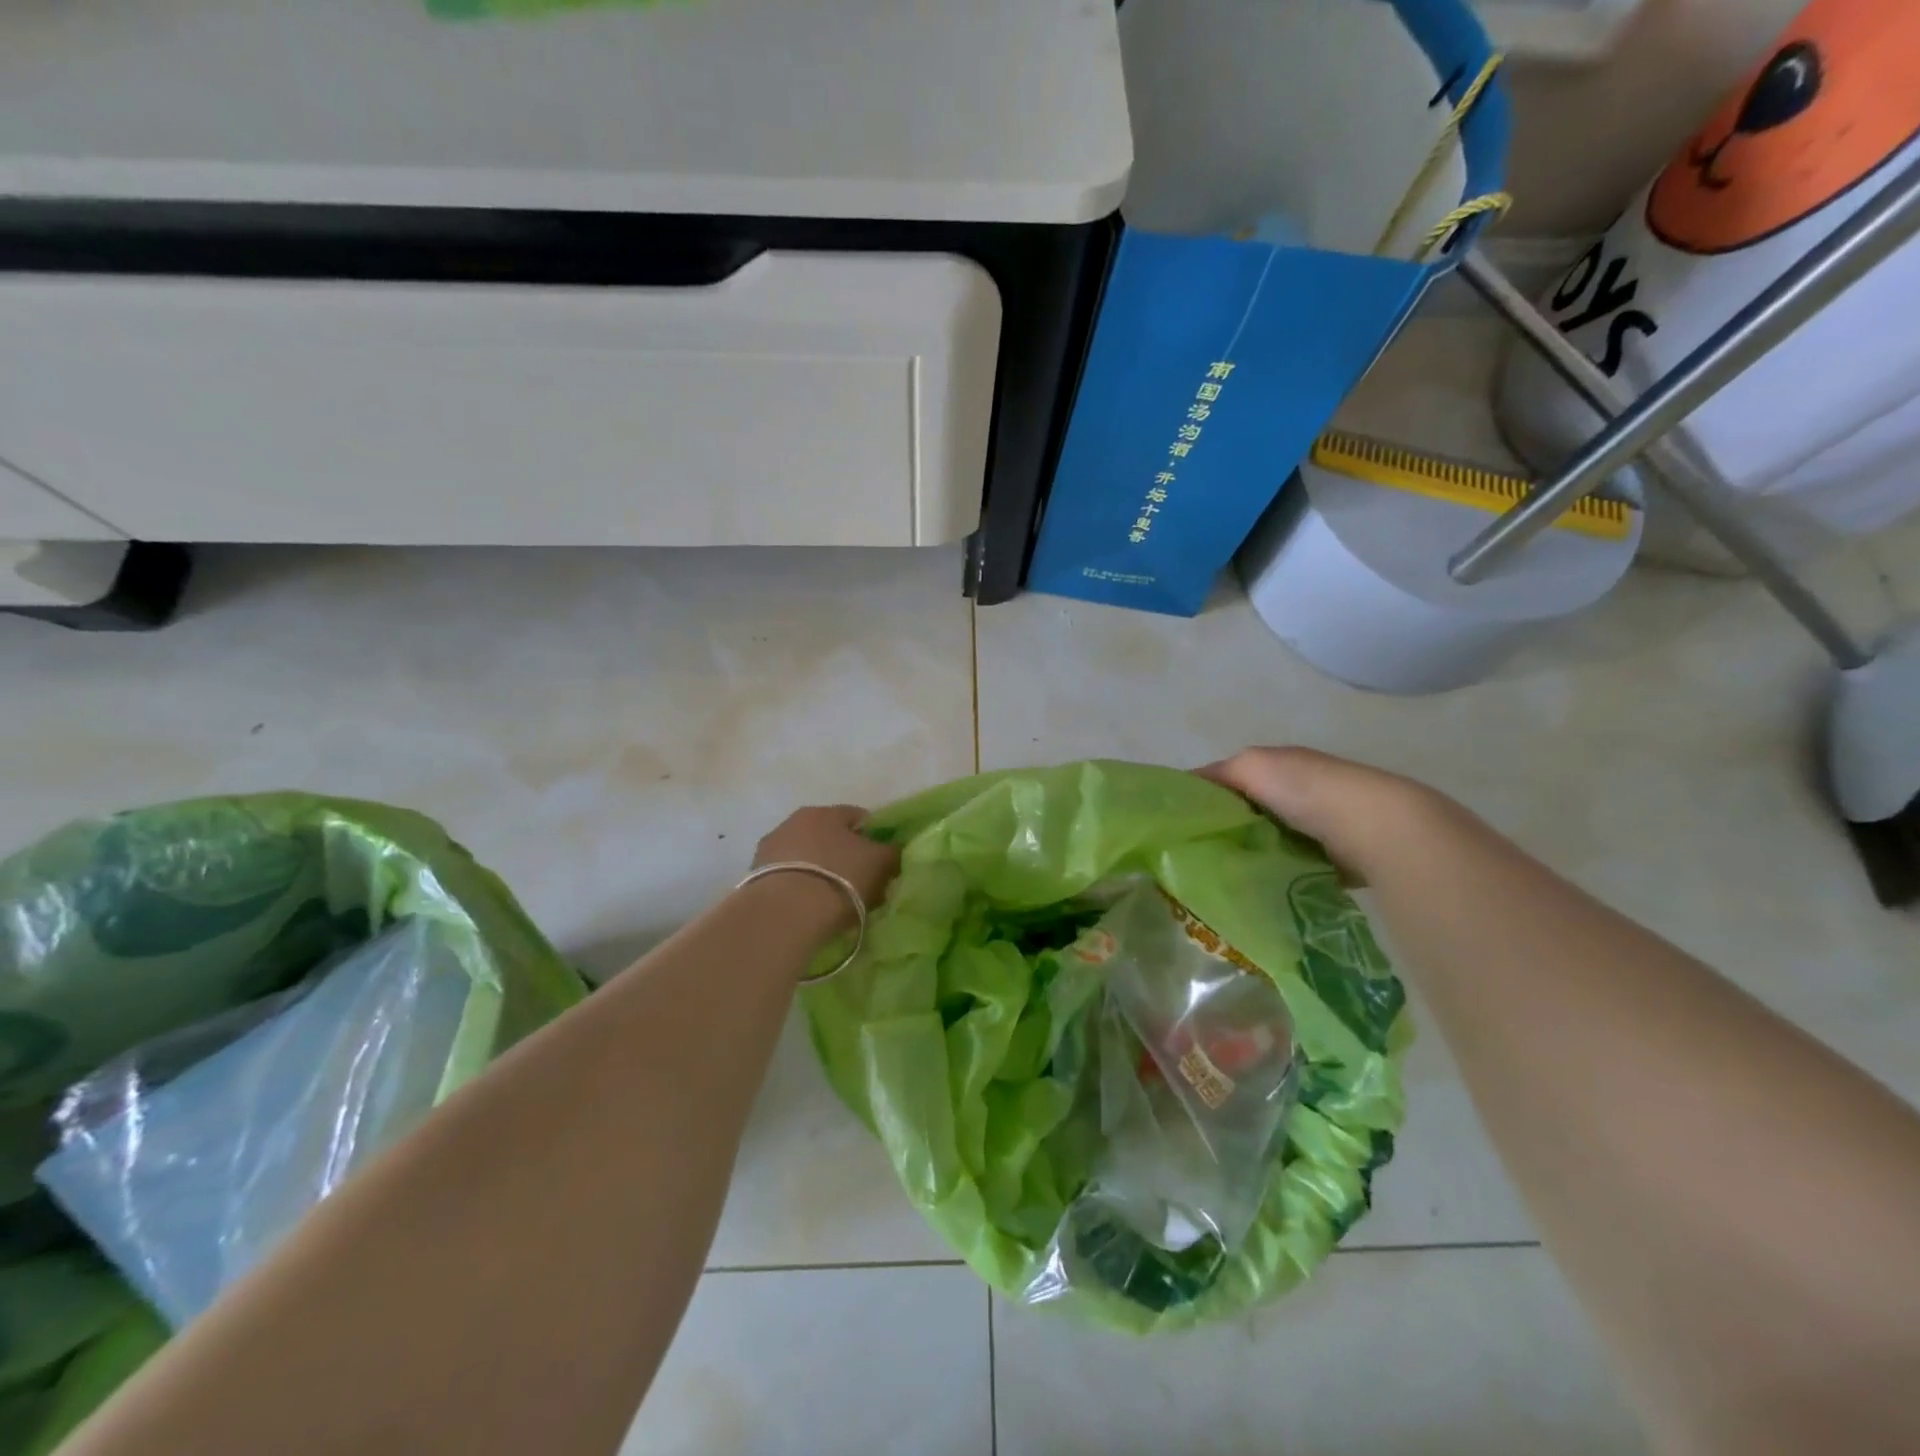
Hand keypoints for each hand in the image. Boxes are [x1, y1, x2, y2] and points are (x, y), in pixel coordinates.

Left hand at [752, 805, 901, 919]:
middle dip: (843, 855)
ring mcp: (770, 848)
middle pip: (828, 836)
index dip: (874, 837)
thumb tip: (892, 848)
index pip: (857, 817)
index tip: (882, 861)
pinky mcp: (753, 877)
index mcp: (826, 811)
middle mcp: (794, 821)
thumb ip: (891, 851)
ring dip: (818, 871)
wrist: (785, 914)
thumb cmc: (840, 879)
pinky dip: (799, 888)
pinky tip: (808, 909)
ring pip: (805, 856)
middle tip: (859, 882)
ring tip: (831, 900)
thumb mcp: (881, 863)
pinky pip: (788, 878)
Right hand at [1198, 747, 1452, 881]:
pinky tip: (1257, 890)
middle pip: (1248, 813)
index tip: (1177, 827)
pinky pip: (1292, 868)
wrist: (1376, 827)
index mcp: (1279, 766)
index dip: (1203, 800)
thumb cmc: (1307, 789)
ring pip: (1268, 842)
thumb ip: (1216, 775)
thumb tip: (1182, 789)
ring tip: (1220, 878)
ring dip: (1249, 855)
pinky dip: (1276, 876)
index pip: (1230, 781)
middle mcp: (1299, 793)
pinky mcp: (1334, 860)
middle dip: (1224, 831)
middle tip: (1194, 858)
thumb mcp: (1250, 767)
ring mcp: (1319, 828)